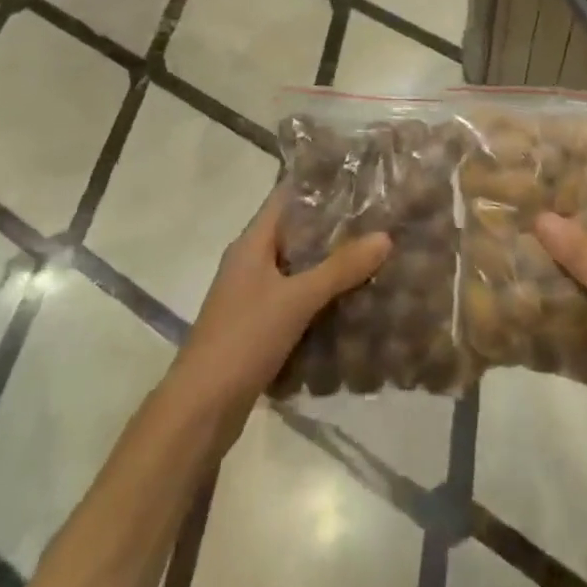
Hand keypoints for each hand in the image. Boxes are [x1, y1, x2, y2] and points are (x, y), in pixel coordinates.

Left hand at [173, 184, 390, 414]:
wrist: (201, 409)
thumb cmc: (243, 338)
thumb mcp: (296, 299)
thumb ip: (340, 268)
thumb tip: (385, 236)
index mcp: (251, 243)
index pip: (286, 198)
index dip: (318, 185)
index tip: (357, 178)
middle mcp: (250, 262)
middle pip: (295, 233)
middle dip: (333, 227)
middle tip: (378, 218)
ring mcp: (252, 296)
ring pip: (298, 268)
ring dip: (330, 264)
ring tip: (374, 255)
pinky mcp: (259, 326)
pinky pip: (296, 299)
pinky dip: (321, 297)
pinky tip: (352, 302)